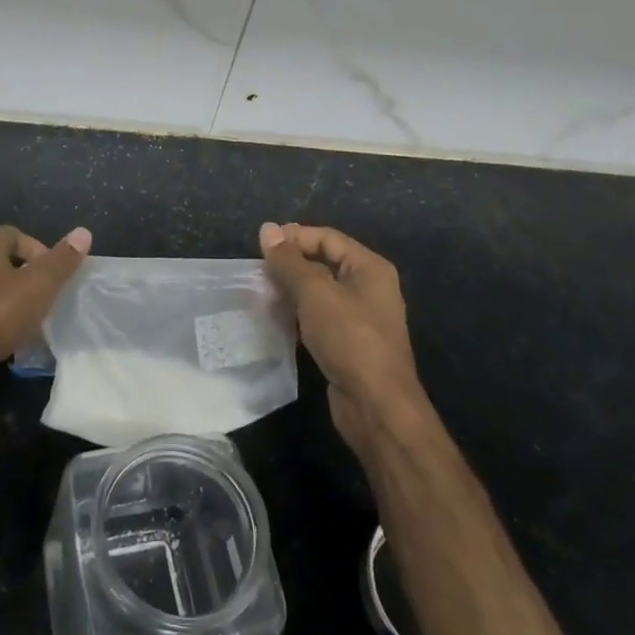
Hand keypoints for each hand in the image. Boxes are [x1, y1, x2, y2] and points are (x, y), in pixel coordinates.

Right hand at [258, 222, 424, 459]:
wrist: (376, 406)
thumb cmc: (349, 338)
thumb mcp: (315, 293)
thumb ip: (289, 261)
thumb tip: (267, 228)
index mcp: (370, 268)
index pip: (328, 238)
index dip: (295, 236)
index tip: (261, 246)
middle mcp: (370, 288)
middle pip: (325, 263)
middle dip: (291, 264)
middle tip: (258, 270)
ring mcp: (361, 318)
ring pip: (321, 293)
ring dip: (292, 290)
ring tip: (261, 292)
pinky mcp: (350, 344)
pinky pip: (321, 318)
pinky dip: (299, 314)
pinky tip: (277, 319)